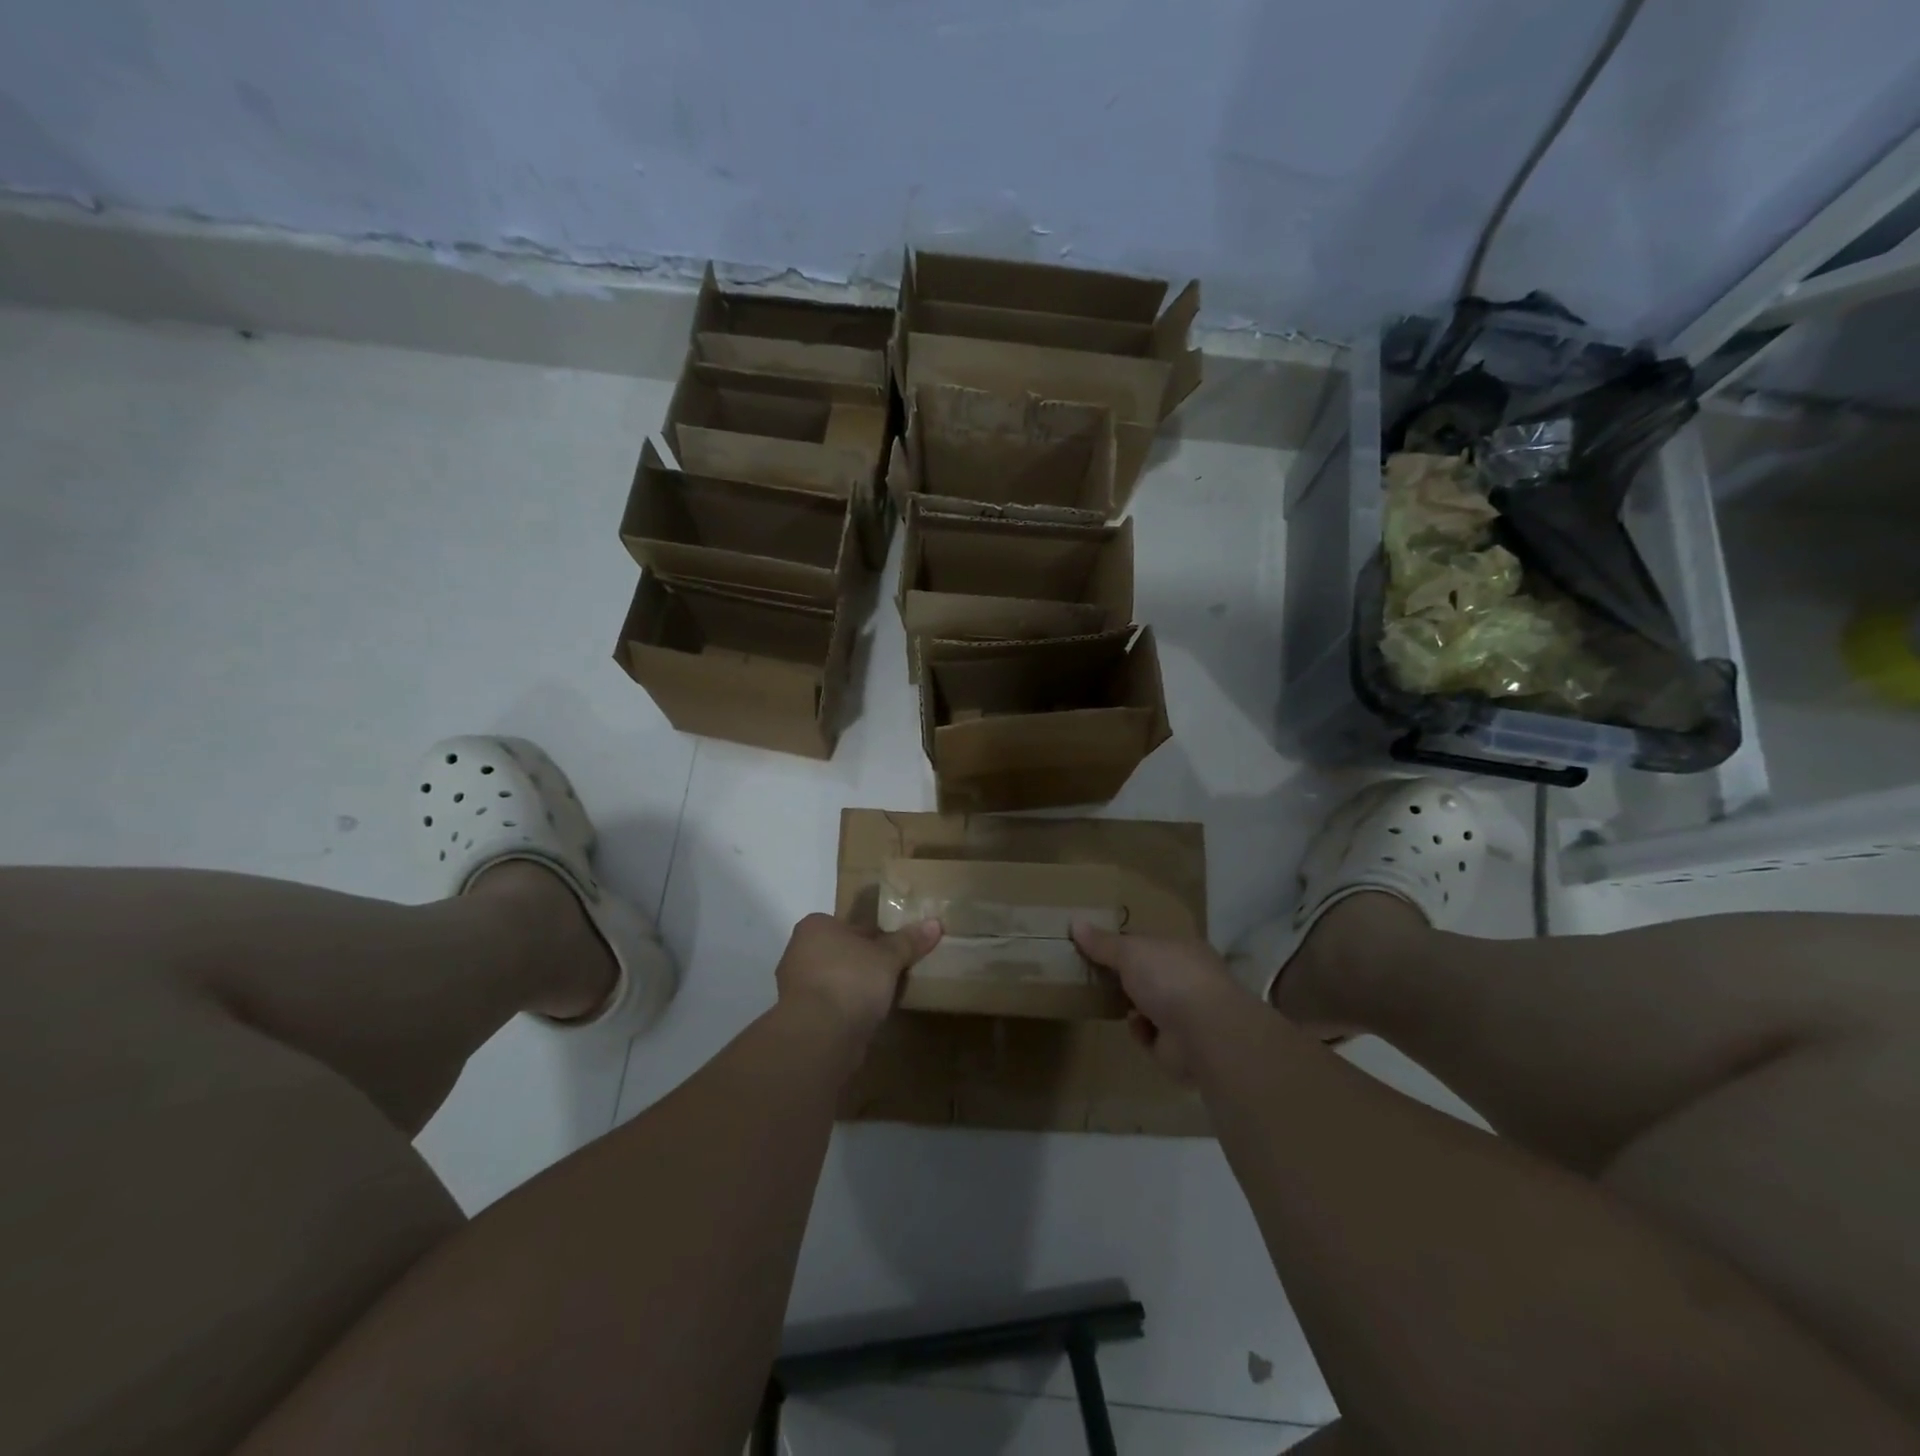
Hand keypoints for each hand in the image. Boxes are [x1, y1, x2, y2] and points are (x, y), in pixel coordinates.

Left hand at [775, 912, 941, 1045]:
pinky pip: (831, 1006)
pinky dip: (847, 1011)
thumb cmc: (850, 980)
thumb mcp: (888, 957)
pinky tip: (868, 1019)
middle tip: (895, 973)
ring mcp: (795, 988)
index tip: (895, 951)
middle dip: (865, 963)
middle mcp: (799, 952)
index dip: (876, 937)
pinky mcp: (799, 1018)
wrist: (819, 1035)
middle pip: (842, 953)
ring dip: (855, 989)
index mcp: (815, 927)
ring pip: (836, 981)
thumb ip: (909, 941)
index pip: (851, 926)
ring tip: (886, 998)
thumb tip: (935, 923)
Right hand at [1071, 924, 1250, 1080]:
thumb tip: (1075, 921)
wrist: (1205, 1034)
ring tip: (1105, 999)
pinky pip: (1151, 1036)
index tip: (1099, 945)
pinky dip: (1141, 1032)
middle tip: (1094, 974)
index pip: (1151, 943)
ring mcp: (1187, 1013)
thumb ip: (1103, 942)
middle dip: (1126, 976)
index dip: (1126, 943)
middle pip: (1149, 974)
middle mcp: (1189, 979)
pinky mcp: (1180, 1046)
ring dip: (1131, 1005)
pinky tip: (1134, 1027)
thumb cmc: (1170, 979)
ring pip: (1150, 1005)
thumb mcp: (1130, 952)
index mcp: (1183, 949)